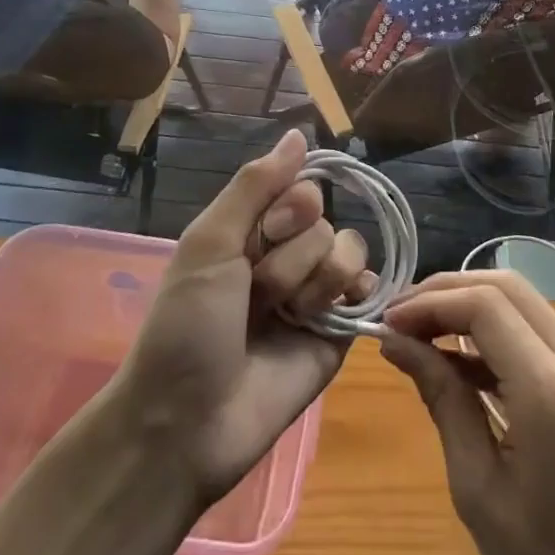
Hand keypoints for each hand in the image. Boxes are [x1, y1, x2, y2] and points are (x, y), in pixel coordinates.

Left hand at [116, 130, 369, 500]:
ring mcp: (314, 293)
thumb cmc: (187, 325)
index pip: (301, 188)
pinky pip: (367, 289)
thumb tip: (298, 132)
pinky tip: (335, 312)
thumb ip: (255, 184)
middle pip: (323, 221)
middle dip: (292, 257)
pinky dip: (356, 293)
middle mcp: (285, 255)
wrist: (187, 421)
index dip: (290, 209)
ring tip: (284, 318)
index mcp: (251, 231)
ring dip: (315, 282)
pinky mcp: (338, 331)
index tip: (264, 236)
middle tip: (258, 294)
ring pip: (348, 251)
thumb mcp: (210, 243)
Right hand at [379, 272, 554, 554]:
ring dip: (470, 306)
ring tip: (420, 334)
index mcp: (551, 390)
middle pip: (505, 287)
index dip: (429, 302)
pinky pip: (539, 333)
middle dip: (446, 292)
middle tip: (400, 319)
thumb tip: (396, 342)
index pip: (483, 304)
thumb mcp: (479, 490)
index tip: (387, 322)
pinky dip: (496, 332)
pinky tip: (460, 362)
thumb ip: (442, 401)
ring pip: (524, 302)